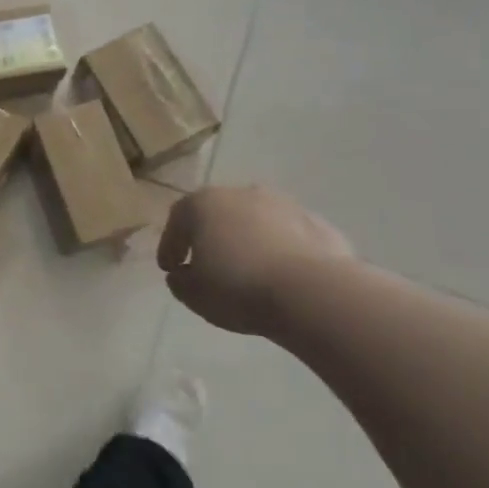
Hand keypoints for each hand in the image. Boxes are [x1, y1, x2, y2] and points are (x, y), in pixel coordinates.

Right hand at [157, 185, 352, 334]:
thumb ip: (181, 280)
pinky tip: (281, 276)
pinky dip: (280, 251)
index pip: (177, 220)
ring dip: (248, 241)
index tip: (169, 268)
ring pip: (256, 222)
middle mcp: (242, 194)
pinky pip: (288, 236)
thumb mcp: (193, 293)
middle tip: (207, 265)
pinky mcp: (318, 224)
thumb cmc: (237, 287)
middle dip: (211, 237)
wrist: (312, 293)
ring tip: (249, 272)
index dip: (170, 245)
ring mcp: (284, 205)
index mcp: (203, 203)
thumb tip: (183, 274)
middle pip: (218, 214)